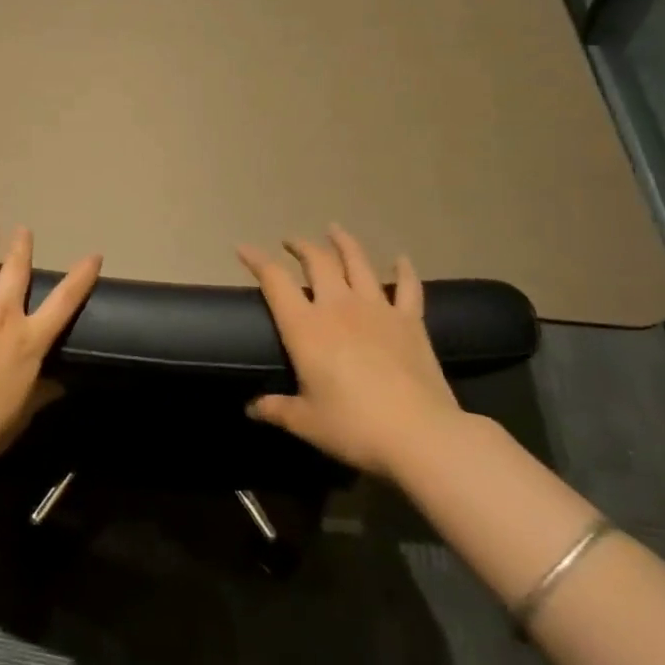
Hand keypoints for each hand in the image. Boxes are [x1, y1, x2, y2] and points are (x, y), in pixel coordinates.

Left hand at [0, 222, 102, 468]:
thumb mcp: (21, 413)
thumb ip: (42, 394)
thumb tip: (61, 384)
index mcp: (30, 341)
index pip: (65, 302)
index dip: (80, 277)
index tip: (93, 255)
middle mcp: (4, 315)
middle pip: (17, 272)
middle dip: (22, 248)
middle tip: (23, 229)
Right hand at [239, 225, 461, 478]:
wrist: (421, 435)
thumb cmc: (353, 426)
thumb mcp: (306, 422)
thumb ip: (276, 409)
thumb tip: (251, 408)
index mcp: (305, 327)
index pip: (275, 281)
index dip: (256, 260)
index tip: (243, 248)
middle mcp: (338, 307)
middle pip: (317, 261)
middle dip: (300, 246)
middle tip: (290, 242)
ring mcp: (378, 310)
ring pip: (358, 263)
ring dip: (344, 243)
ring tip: (334, 230)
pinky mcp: (411, 322)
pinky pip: (408, 287)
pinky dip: (404, 270)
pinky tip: (401, 258)